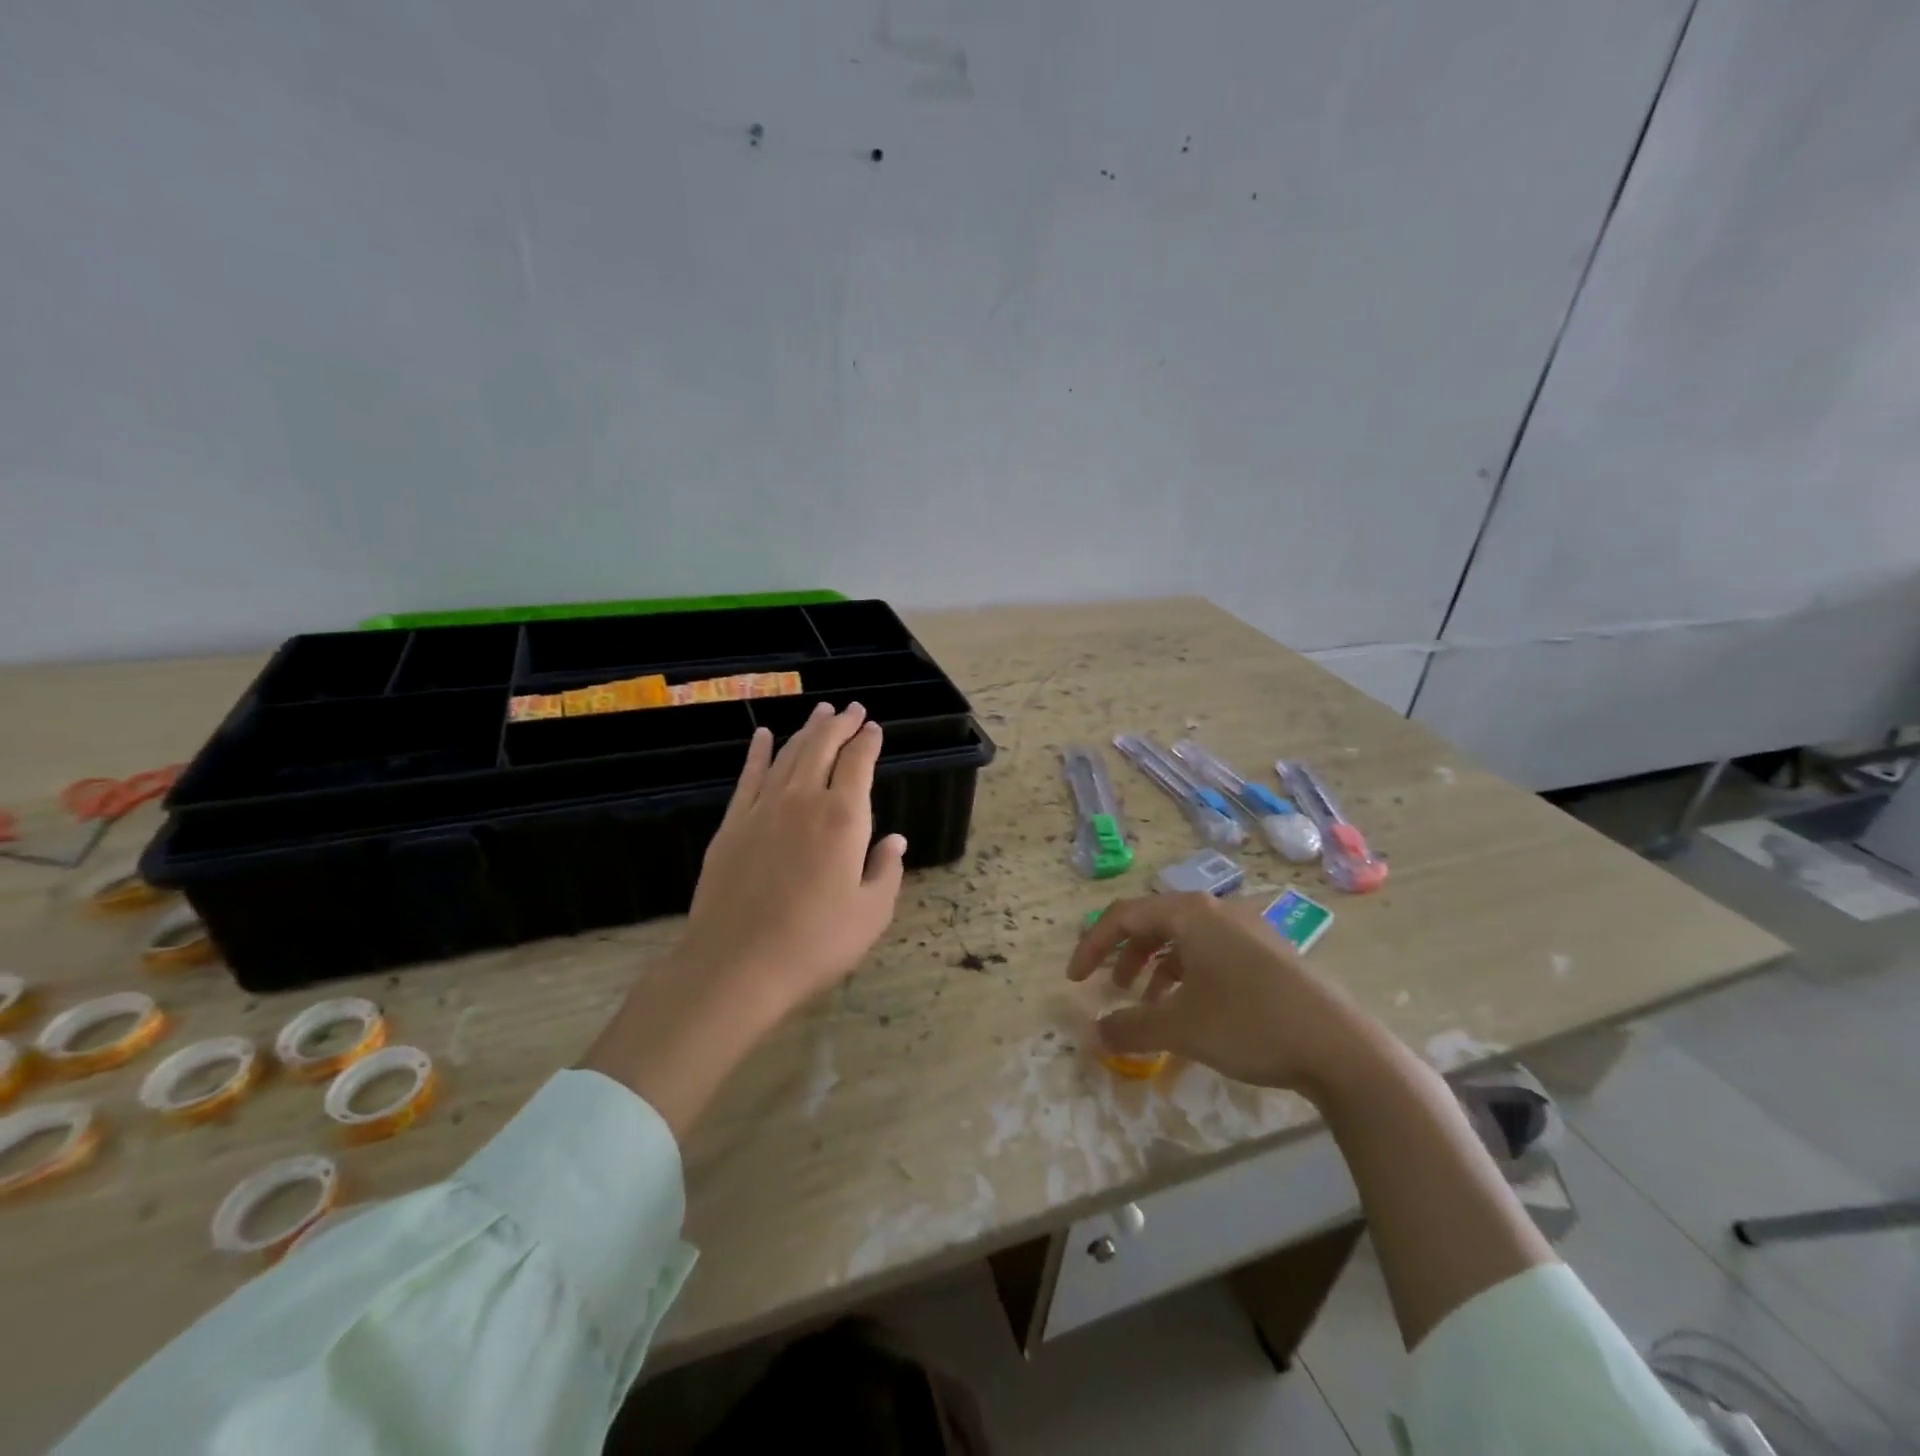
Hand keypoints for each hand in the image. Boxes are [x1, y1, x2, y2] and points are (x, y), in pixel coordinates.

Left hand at [584, 703, 907, 1134]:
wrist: (736, 965)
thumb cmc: (815, 943)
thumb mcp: (871, 914)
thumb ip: (886, 870)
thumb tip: (895, 840)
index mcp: (843, 818)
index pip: (858, 764)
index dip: (868, 742)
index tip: (874, 728)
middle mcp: (803, 800)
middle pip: (823, 747)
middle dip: (840, 724)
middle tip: (852, 708)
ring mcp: (763, 808)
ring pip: (789, 754)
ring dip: (807, 731)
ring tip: (820, 713)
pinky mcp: (733, 823)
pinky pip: (749, 775)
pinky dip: (758, 751)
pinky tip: (764, 735)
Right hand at [1066, 893, 1364, 1096]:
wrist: (1340, 1047)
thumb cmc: (1249, 1024)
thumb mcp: (1179, 1028)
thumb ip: (1129, 1027)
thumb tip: (1094, 1032)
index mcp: (1189, 913)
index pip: (1123, 915)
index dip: (1092, 945)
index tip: (1075, 979)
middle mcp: (1216, 910)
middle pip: (1153, 922)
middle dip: (1125, 955)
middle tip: (1112, 988)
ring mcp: (1246, 930)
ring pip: (1184, 940)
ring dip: (1155, 968)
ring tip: (1148, 1005)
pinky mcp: (1267, 954)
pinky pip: (1211, 954)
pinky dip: (1187, 977)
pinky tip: (1190, 1012)